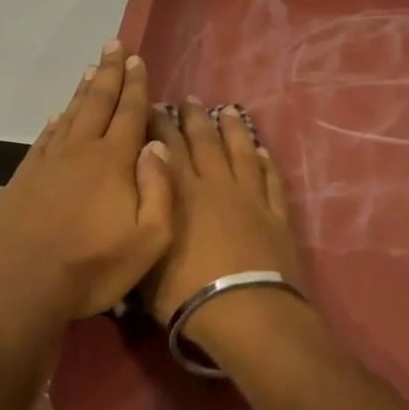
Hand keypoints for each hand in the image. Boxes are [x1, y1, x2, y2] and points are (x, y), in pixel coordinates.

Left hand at [0, 41, 173, 322]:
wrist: (21, 284)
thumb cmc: (91, 267)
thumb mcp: (148, 240)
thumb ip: (159, 189)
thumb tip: (158, 145)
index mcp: (113, 162)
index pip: (129, 113)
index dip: (136, 85)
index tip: (137, 59)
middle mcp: (80, 151)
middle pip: (98, 103)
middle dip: (110, 74)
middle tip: (115, 46)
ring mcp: (48, 162)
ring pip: (70, 115)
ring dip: (83, 91)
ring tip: (92, 69)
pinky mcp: (25, 177)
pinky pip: (45, 138)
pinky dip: (55, 121)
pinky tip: (59, 114)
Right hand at [145, 98, 300, 328]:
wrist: (244, 310)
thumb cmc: (185, 291)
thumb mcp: (146, 261)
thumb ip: (141, 225)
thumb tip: (134, 200)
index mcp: (180, 193)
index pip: (167, 149)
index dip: (160, 126)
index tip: (155, 107)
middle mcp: (214, 185)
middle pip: (204, 143)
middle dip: (193, 119)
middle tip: (188, 99)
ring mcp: (249, 198)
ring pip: (240, 153)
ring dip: (233, 130)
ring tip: (227, 110)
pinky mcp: (275, 215)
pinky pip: (270, 181)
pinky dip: (267, 164)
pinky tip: (262, 152)